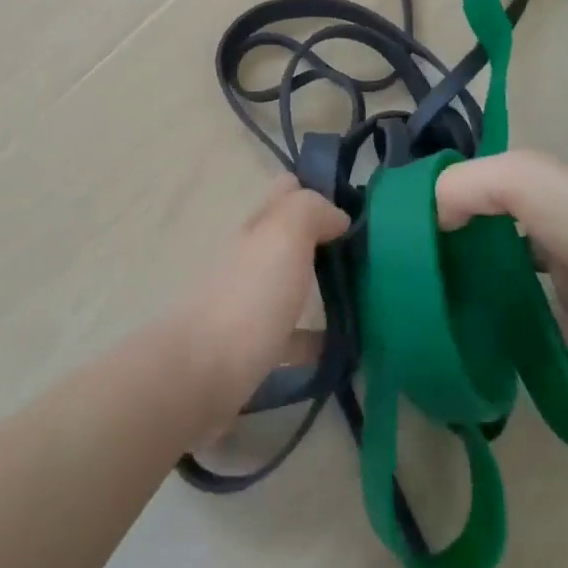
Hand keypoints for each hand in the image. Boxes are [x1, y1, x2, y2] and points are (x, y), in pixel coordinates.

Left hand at [175, 175, 347, 416]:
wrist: (199, 377)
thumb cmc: (248, 298)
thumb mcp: (283, 236)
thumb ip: (310, 210)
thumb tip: (336, 216)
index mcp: (256, 228)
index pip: (286, 191)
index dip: (318, 190)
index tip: (356, 209)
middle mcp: (249, 259)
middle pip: (288, 237)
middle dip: (324, 239)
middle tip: (368, 255)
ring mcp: (247, 303)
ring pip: (289, 283)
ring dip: (320, 286)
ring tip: (364, 298)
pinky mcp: (251, 348)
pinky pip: (290, 336)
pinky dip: (313, 338)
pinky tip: (341, 348)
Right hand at [435, 150, 567, 346]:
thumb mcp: (516, 178)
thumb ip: (462, 188)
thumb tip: (428, 222)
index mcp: (523, 185)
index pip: (465, 192)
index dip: (434, 212)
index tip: (400, 245)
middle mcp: (538, 220)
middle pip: (482, 236)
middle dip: (453, 257)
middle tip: (416, 288)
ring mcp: (559, 266)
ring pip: (505, 279)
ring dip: (481, 294)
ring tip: (442, 318)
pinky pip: (536, 319)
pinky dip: (515, 331)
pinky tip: (486, 345)